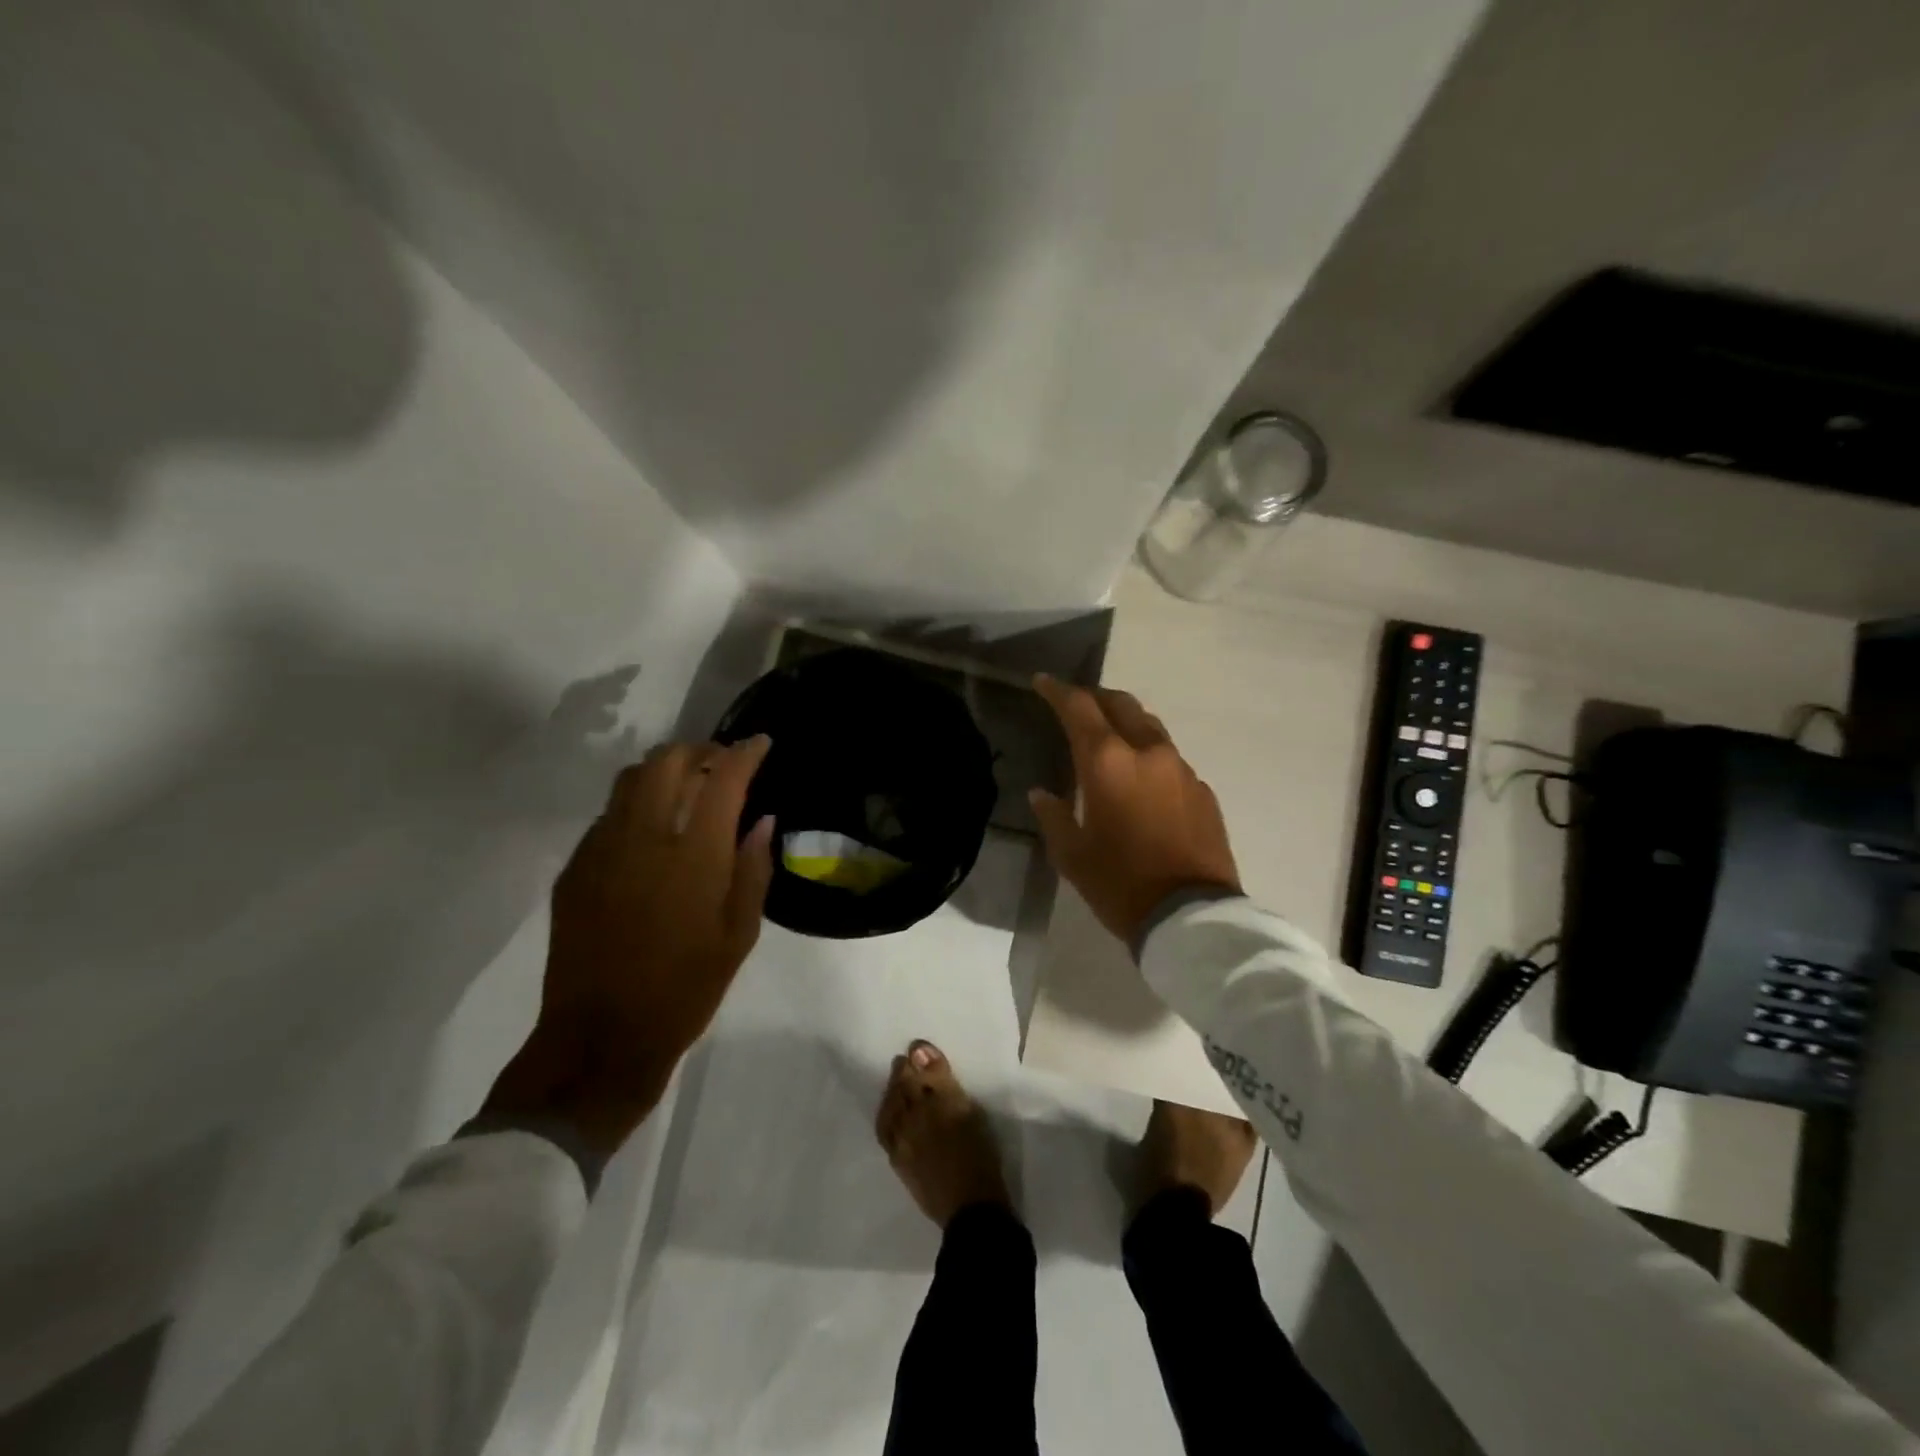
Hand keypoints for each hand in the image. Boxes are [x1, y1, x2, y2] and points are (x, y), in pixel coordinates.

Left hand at [481, 737, 775, 1157]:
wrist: (601, 1038)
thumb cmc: (686, 989)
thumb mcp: (739, 934)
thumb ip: (753, 869)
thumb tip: (762, 821)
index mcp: (694, 856)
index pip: (723, 778)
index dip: (745, 752)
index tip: (760, 743)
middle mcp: (645, 838)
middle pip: (668, 761)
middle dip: (700, 750)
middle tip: (721, 764)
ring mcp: (602, 850)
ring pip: (631, 779)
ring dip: (664, 770)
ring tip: (686, 787)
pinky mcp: (575, 868)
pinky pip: (608, 815)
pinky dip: (636, 805)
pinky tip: (650, 832)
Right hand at [1029, 676, 1239, 945]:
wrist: (1191, 916)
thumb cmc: (1120, 884)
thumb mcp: (1072, 855)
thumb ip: (1055, 816)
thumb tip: (1042, 794)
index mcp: (1107, 763)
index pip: (1079, 708)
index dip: (1058, 692)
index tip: (1043, 683)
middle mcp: (1147, 753)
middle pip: (1122, 704)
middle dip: (1097, 698)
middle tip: (1078, 704)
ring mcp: (1181, 769)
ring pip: (1150, 728)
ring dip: (1127, 723)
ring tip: (1110, 738)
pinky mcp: (1203, 791)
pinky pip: (1170, 760)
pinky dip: (1150, 757)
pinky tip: (1143, 782)